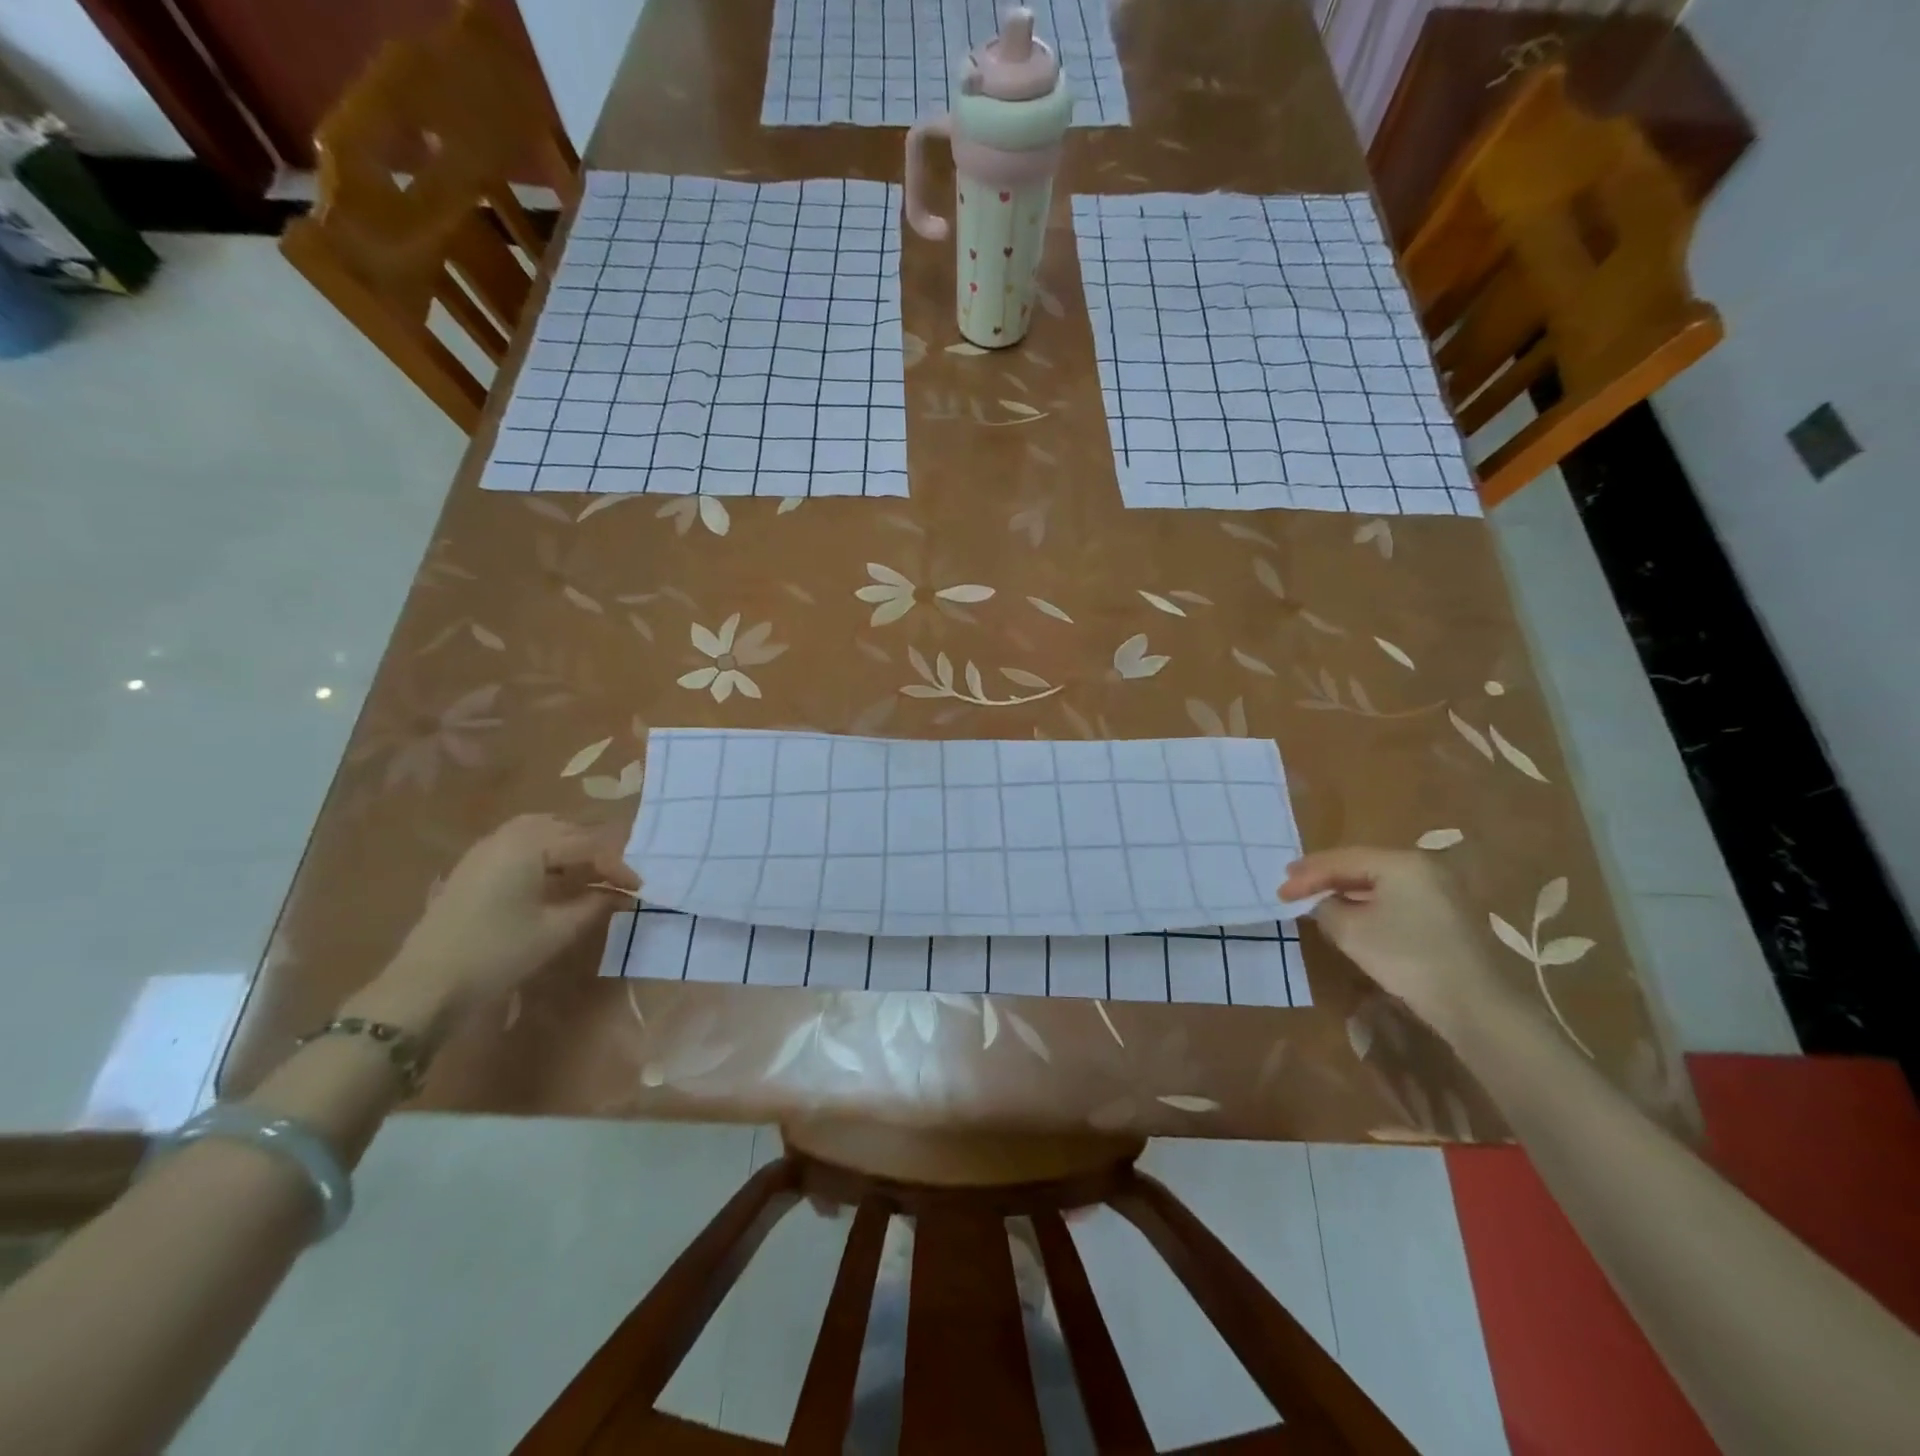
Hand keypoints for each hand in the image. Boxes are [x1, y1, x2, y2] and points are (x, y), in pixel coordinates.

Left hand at [361, 815, 638, 1031]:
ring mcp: (485, 848)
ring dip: (570, 848)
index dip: (618, 867)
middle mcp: (508, 835)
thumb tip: (622, 895)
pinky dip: (545, 853)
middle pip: (566, 829)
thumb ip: (595, 905)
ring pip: (542, 832)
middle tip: (616, 879)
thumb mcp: (556, 931)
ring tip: (589, 874)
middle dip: (596, 851)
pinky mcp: (472, 866)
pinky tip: (553, 879)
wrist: (424, 986)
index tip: (639, 889)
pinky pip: (520, 844)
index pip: (589, 845)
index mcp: (531, 845)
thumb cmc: (498, 953)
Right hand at [1280, 847, 1503, 1038]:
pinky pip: (1394, 898)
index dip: (1306, 875)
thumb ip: (1325, 907)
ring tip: (1315, 900)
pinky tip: (1350, 915)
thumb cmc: (1406, 957)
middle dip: (1324, 878)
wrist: (1472, 1004)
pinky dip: (1367, 904)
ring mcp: (1438, 891)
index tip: (1279, 892)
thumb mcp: (1350, 931)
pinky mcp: (1444, 915)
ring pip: (1378, 882)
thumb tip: (1320, 902)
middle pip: (1360, 865)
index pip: (1341, 860)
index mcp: (1400, 862)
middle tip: (1293, 887)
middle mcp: (1422, 867)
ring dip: (1345, 891)